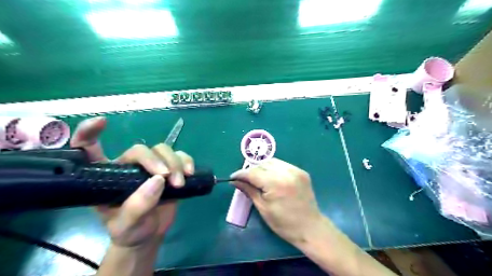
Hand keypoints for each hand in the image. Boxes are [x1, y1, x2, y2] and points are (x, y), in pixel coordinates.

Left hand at [71, 116, 193, 247]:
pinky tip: (190, 173)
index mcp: (106, 177)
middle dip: (154, 160)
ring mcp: (151, 167)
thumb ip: (137, 206)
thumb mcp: (126, 225)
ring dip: (175, 162)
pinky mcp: (171, 168)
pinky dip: (187, 161)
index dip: (89, 133)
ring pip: (163, 149)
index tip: (101, 122)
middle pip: (140, 149)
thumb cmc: (130, 230)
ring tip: (179, 182)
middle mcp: (128, 167)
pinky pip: (180, 155)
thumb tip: (158, 181)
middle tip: (166, 177)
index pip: (89, 150)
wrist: (150, 233)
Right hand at [230, 158, 322, 246]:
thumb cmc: (284, 223)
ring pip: (272, 161)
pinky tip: (270, 176)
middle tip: (244, 179)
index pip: (253, 172)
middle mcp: (286, 172)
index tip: (232, 177)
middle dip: (251, 170)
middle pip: (262, 164)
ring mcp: (296, 170)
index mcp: (276, 184)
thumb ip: (249, 191)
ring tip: (256, 177)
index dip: (241, 174)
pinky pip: (282, 165)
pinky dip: (273, 168)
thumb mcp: (263, 208)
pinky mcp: (301, 172)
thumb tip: (235, 181)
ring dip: (262, 167)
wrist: (310, 227)